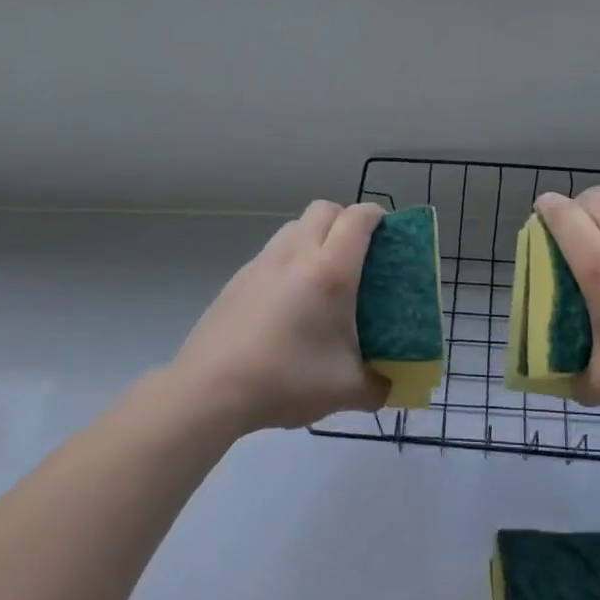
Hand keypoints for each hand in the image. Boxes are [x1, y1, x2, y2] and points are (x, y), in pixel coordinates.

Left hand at [170, 200, 388, 432]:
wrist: (210, 390)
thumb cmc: (286, 379)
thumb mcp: (344, 390)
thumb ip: (377, 387)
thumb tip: (390, 388)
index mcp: (330, 270)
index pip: (358, 219)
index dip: (377, 216)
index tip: (388, 233)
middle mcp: (296, 254)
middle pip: (324, 209)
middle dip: (346, 220)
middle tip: (358, 254)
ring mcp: (262, 263)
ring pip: (295, 226)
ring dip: (315, 236)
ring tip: (322, 276)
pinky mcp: (238, 278)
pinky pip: (273, 251)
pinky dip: (289, 259)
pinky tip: (289, 301)